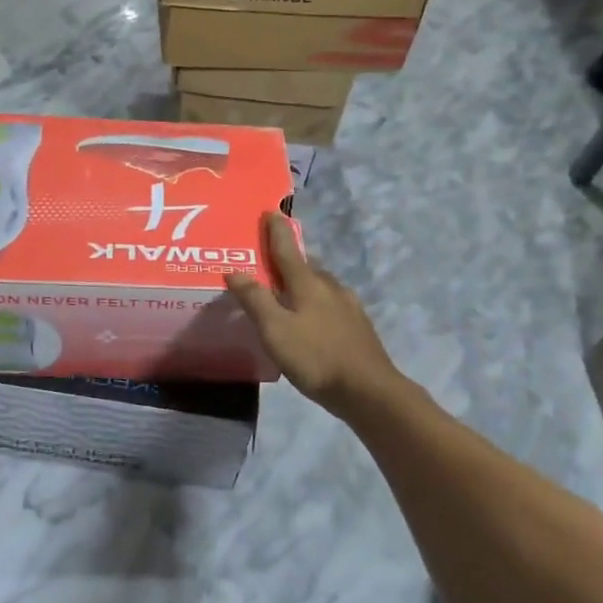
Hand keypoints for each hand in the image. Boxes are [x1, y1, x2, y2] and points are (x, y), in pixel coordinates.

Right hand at [225, 212, 405, 417]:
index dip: (276, 231)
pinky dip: (316, 302)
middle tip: (270, 259)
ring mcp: (348, 306)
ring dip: (304, 281)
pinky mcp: (358, 326)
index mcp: (308, 283)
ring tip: (287, 290)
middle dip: (289, 258)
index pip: (287, 249)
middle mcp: (330, 287)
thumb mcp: (275, 330)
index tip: (270, 212)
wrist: (368, 390)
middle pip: (306, 265)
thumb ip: (255, 300)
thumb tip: (234, 270)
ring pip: (321, 285)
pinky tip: (312, 318)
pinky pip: (331, 303)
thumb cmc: (316, 357)